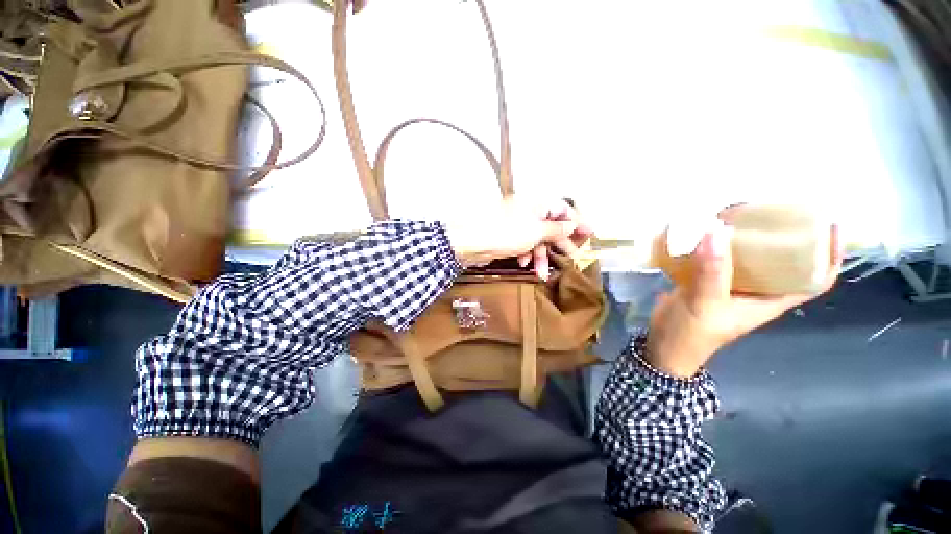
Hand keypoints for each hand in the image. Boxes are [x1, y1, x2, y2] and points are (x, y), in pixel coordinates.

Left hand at [444, 197, 591, 279]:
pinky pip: (525, 245)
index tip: (590, 233)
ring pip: (538, 239)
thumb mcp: (536, 231)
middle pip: (551, 226)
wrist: (472, 242)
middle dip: (560, 243)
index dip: (576, 221)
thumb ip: (556, 229)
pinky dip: (526, 255)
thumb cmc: (506, 233)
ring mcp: (518, 225)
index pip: (562, 208)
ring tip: (543, 272)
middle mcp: (528, 211)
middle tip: (573, 257)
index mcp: (536, 203)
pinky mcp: (509, 237)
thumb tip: (571, 225)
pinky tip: (524, 264)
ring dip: (541, 255)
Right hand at [646, 220, 843, 377]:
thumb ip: (712, 271)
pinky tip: (708, 230)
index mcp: (769, 300)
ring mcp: (730, 286)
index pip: (814, 281)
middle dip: (787, 236)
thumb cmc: (692, 333)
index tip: (830, 225)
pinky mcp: (707, 281)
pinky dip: (717, 244)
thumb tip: (716, 231)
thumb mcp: (706, 304)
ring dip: (749, 237)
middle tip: (779, 209)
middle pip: (783, 262)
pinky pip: (719, 258)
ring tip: (743, 213)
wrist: (663, 344)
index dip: (829, 255)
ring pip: (749, 258)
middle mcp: (756, 291)